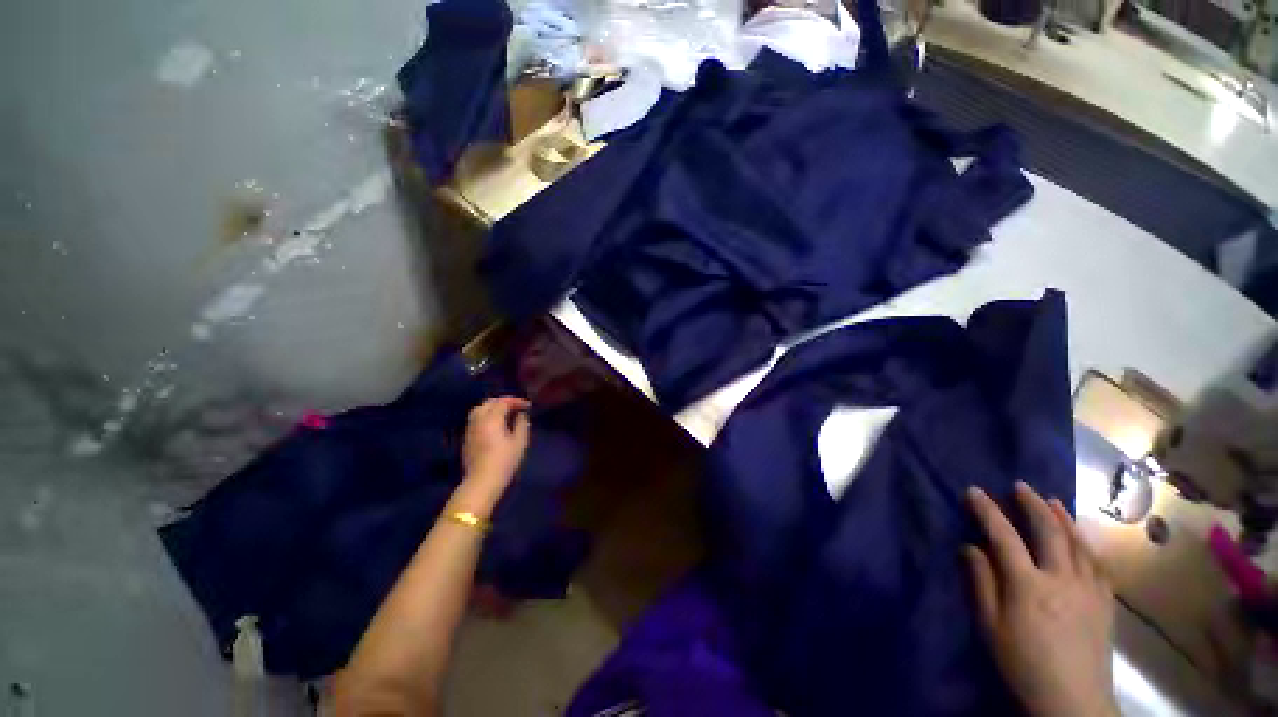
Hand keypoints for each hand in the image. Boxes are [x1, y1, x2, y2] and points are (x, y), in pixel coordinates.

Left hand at [454, 397, 531, 514]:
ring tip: (505, 414)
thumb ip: (522, 425)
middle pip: (488, 403)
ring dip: (492, 408)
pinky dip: (486, 416)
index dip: (517, 401)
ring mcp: (470, 429)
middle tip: (515, 407)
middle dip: (503, 401)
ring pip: (479, 410)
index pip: (503, 402)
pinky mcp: (467, 439)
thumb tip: (521, 415)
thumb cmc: (504, 461)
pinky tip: (495, 425)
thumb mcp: (520, 443)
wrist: (482, 482)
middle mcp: (478, 420)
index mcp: (492, 419)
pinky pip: (476, 420)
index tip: (528, 406)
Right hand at [965, 482, 1117, 716]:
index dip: (987, 511)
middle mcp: (1061, 578)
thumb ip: (981, 584)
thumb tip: (970, 547)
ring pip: (1077, 542)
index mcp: (1028, 585)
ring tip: (1051, 500)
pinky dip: (1086, 543)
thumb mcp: (991, 627)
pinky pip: (1097, 563)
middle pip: (1048, 531)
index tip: (974, 491)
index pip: (1003, 536)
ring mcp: (1088, 588)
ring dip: (1062, 517)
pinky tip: (1081, 536)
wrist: (1073, 701)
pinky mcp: (1105, 601)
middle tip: (1019, 486)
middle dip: (1032, 504)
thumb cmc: (1023, 664)